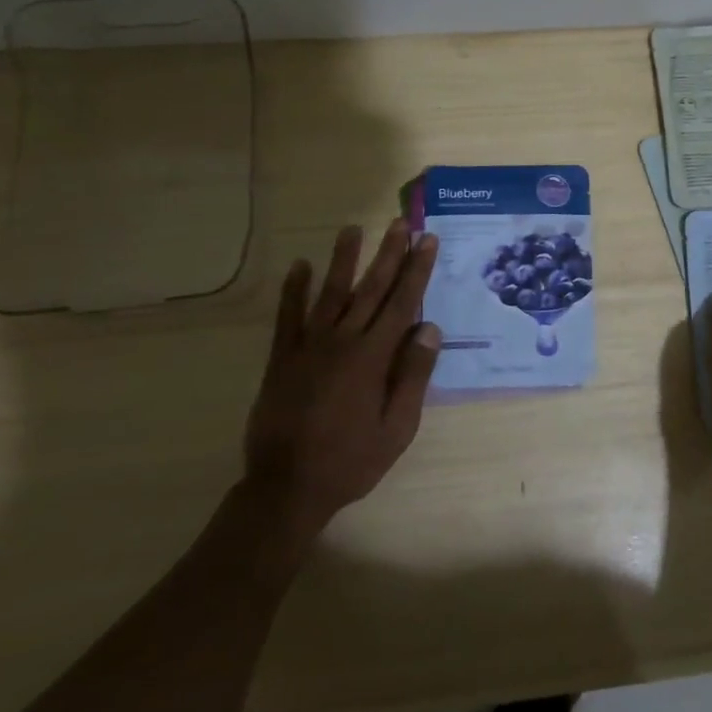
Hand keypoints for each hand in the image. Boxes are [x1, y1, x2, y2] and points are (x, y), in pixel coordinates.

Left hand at [241, 221, 442, 541]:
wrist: (287, 487)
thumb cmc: (351, 461)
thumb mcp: (397, 428)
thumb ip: (413, 376)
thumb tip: (429, 329)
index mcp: (373, 358)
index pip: (401, 303)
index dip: (416, 270)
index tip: (426, 241)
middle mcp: (342, 341)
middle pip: (370, 289)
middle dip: (388, 254)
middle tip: (399, 223)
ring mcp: (308, 346)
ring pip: (330, 293)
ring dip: (343, 260)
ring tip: (352, 229)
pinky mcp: (282, 358)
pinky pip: (288, 316)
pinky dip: (293, 290)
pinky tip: (299, 266)